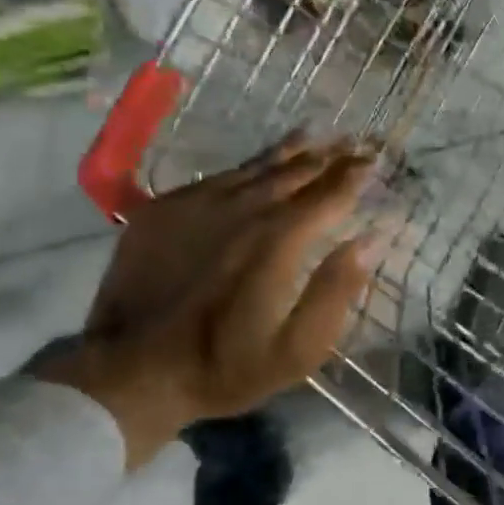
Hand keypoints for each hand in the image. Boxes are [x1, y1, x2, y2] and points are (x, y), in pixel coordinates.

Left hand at [39, 133, 378, 466]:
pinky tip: (256, 163)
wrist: (129, 371)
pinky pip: (218, 176)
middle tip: (353, 140)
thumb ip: (337, 291)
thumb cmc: (224, 367)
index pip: (328, 195)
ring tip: (315, 133)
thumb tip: (370, 240)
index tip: (374, 160)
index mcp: (279, 240)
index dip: (354, 176)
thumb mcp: (296, 349)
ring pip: (256, 166)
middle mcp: (243, 209)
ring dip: (291, 150)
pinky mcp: (165, 208)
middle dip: (329, 155)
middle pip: (295, 171)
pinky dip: (247, 165)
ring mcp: (200, 204)